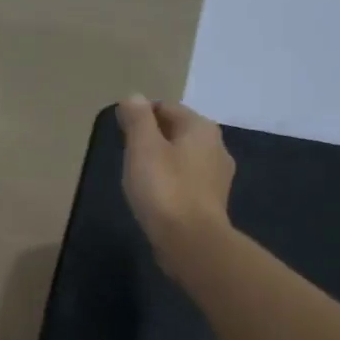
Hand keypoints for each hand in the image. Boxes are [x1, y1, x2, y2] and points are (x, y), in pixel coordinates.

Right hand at [115, 96, 234, 279]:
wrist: (190, 241)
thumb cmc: (164, 189)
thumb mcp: (143, 148)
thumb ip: (137, 119)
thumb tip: (134, 97)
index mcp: (200, 128)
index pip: (166, 107)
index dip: (141, 114)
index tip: (120, 128)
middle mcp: (216, 146)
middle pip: (178, 131)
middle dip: (153, 136)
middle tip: (127, 151)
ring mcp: (218, 176)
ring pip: (184, 157)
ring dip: (163, 159)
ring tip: (139, 173)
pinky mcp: (212, 201)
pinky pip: (188, 180)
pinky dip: (172, 180)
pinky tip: (157, 194)